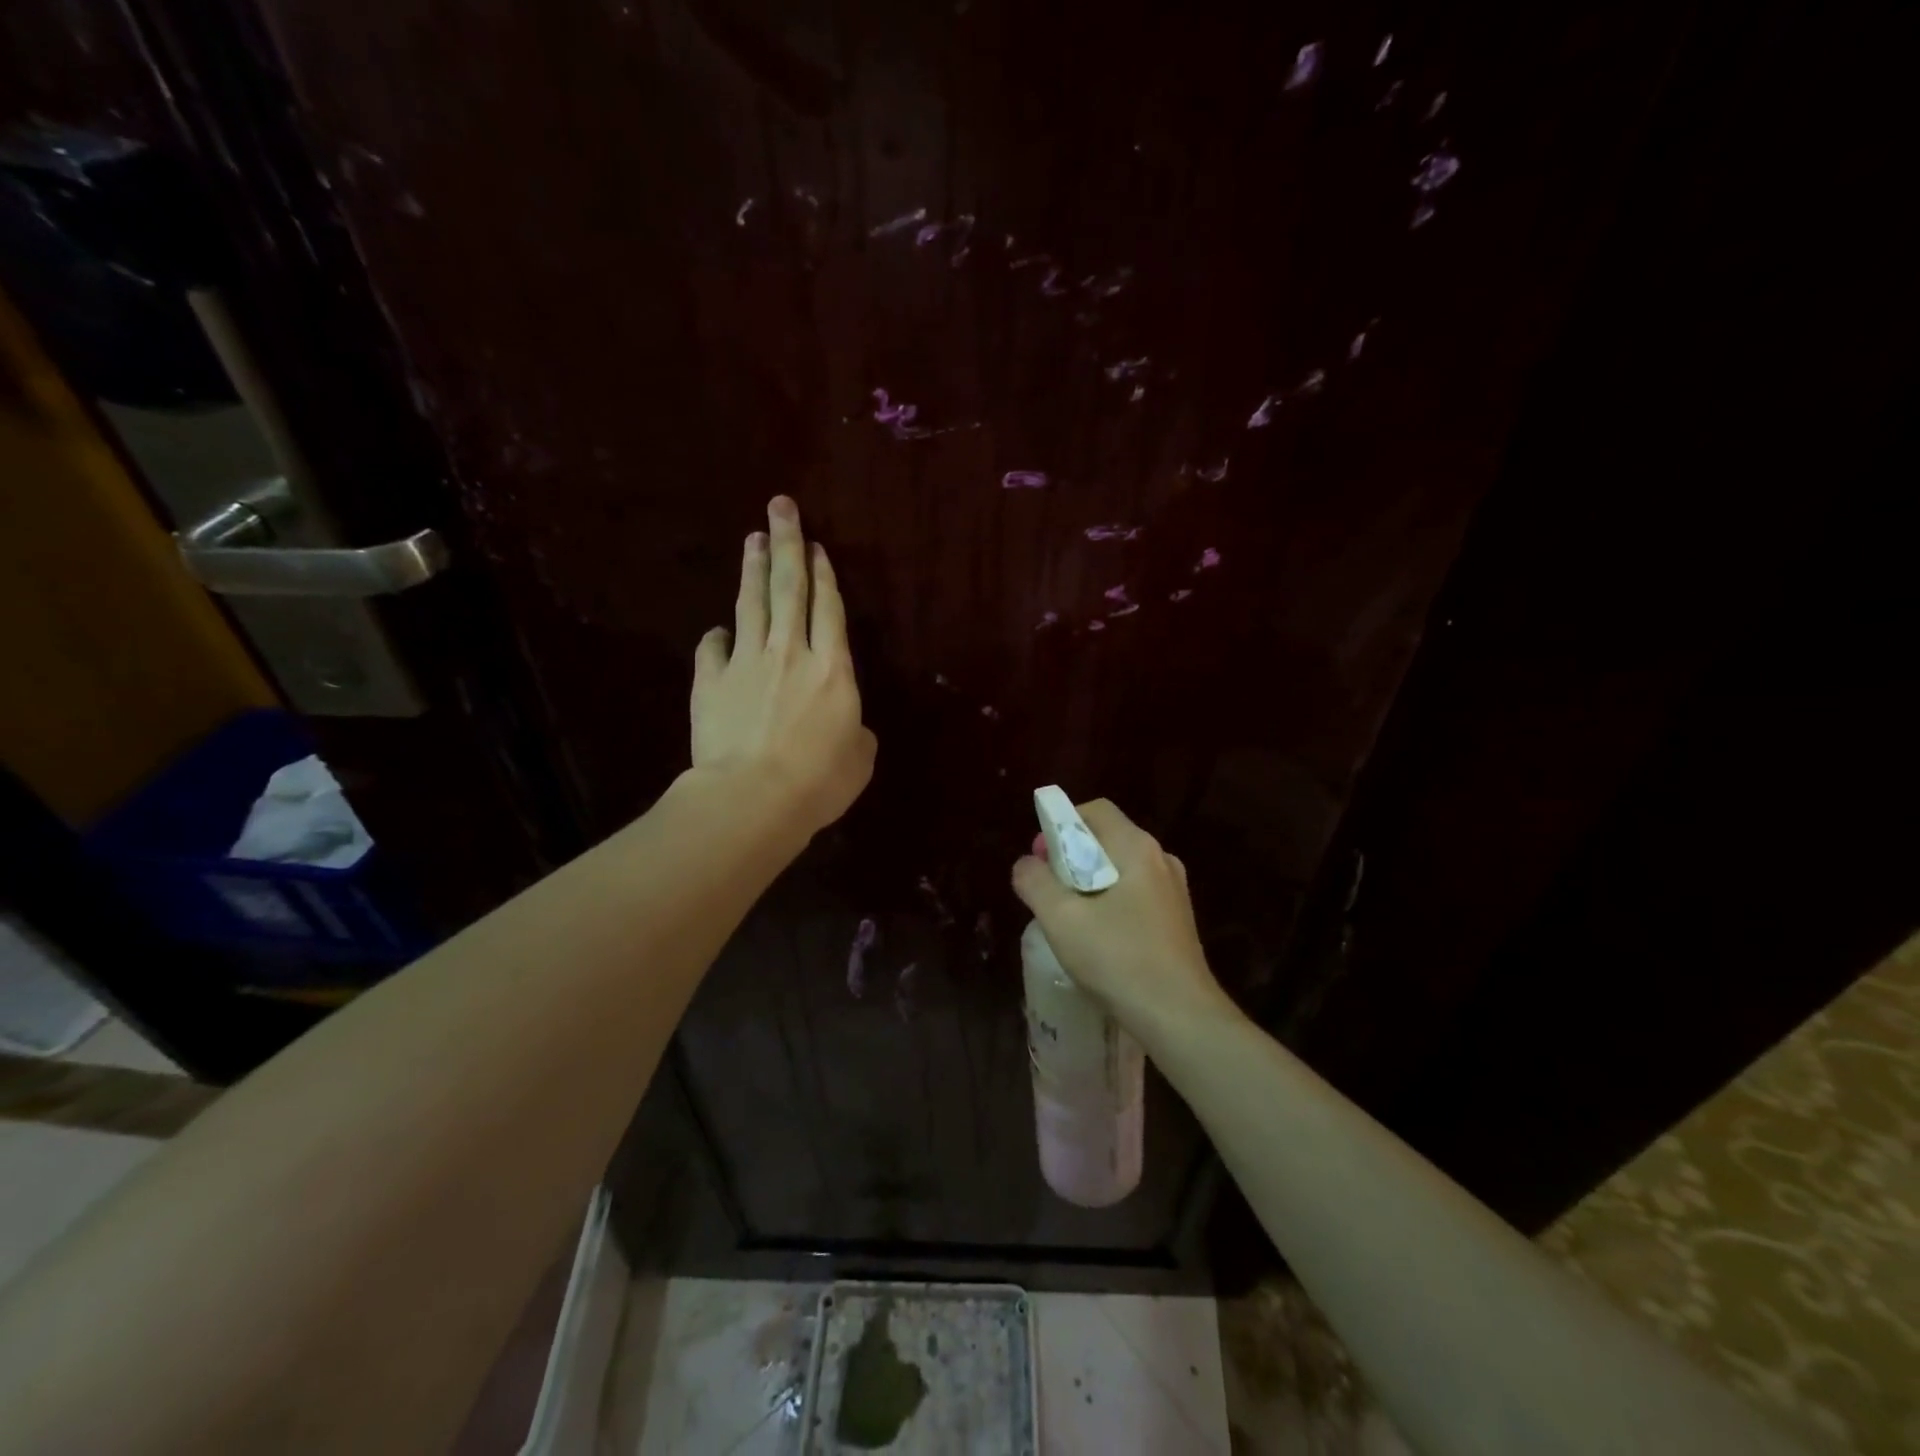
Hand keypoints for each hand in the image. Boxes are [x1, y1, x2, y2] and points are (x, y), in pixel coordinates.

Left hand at [692, 497, 876, 834]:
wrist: (751, 798)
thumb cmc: (818, 782)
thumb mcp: (859, 759)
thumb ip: (856, 732)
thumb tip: (848, 725)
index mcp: (832, 669)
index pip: (828, 608)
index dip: (824, 574)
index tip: (817, 546)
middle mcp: (790, 653)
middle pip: (788, 588)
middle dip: (787, 544)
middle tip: (780, 507)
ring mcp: (746, 663)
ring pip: (750, 605)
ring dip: (752, 569)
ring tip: (752, 538)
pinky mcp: (710, 682)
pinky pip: (712, 649)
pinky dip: (716, 637)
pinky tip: (717, 631)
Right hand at [1011, 800, 1232, 1032]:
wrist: (1180, 1018)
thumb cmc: (1119, 960)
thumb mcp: (1061, 919)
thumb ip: (1035, 882)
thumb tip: (1026, 865)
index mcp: (1137, 848)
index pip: (1095, 811)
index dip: (1061, 825)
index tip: (1041, 859)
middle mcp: (1161, 860)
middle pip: (1107, 839)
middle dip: (1070, 857)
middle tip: (1048, 891)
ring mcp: (1173, 891)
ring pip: (1120, 869)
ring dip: (1088, 883)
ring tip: (1068, 917)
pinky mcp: (1176, 920)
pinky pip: (1134, 894)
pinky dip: (1109, 902)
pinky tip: (1096, 938)